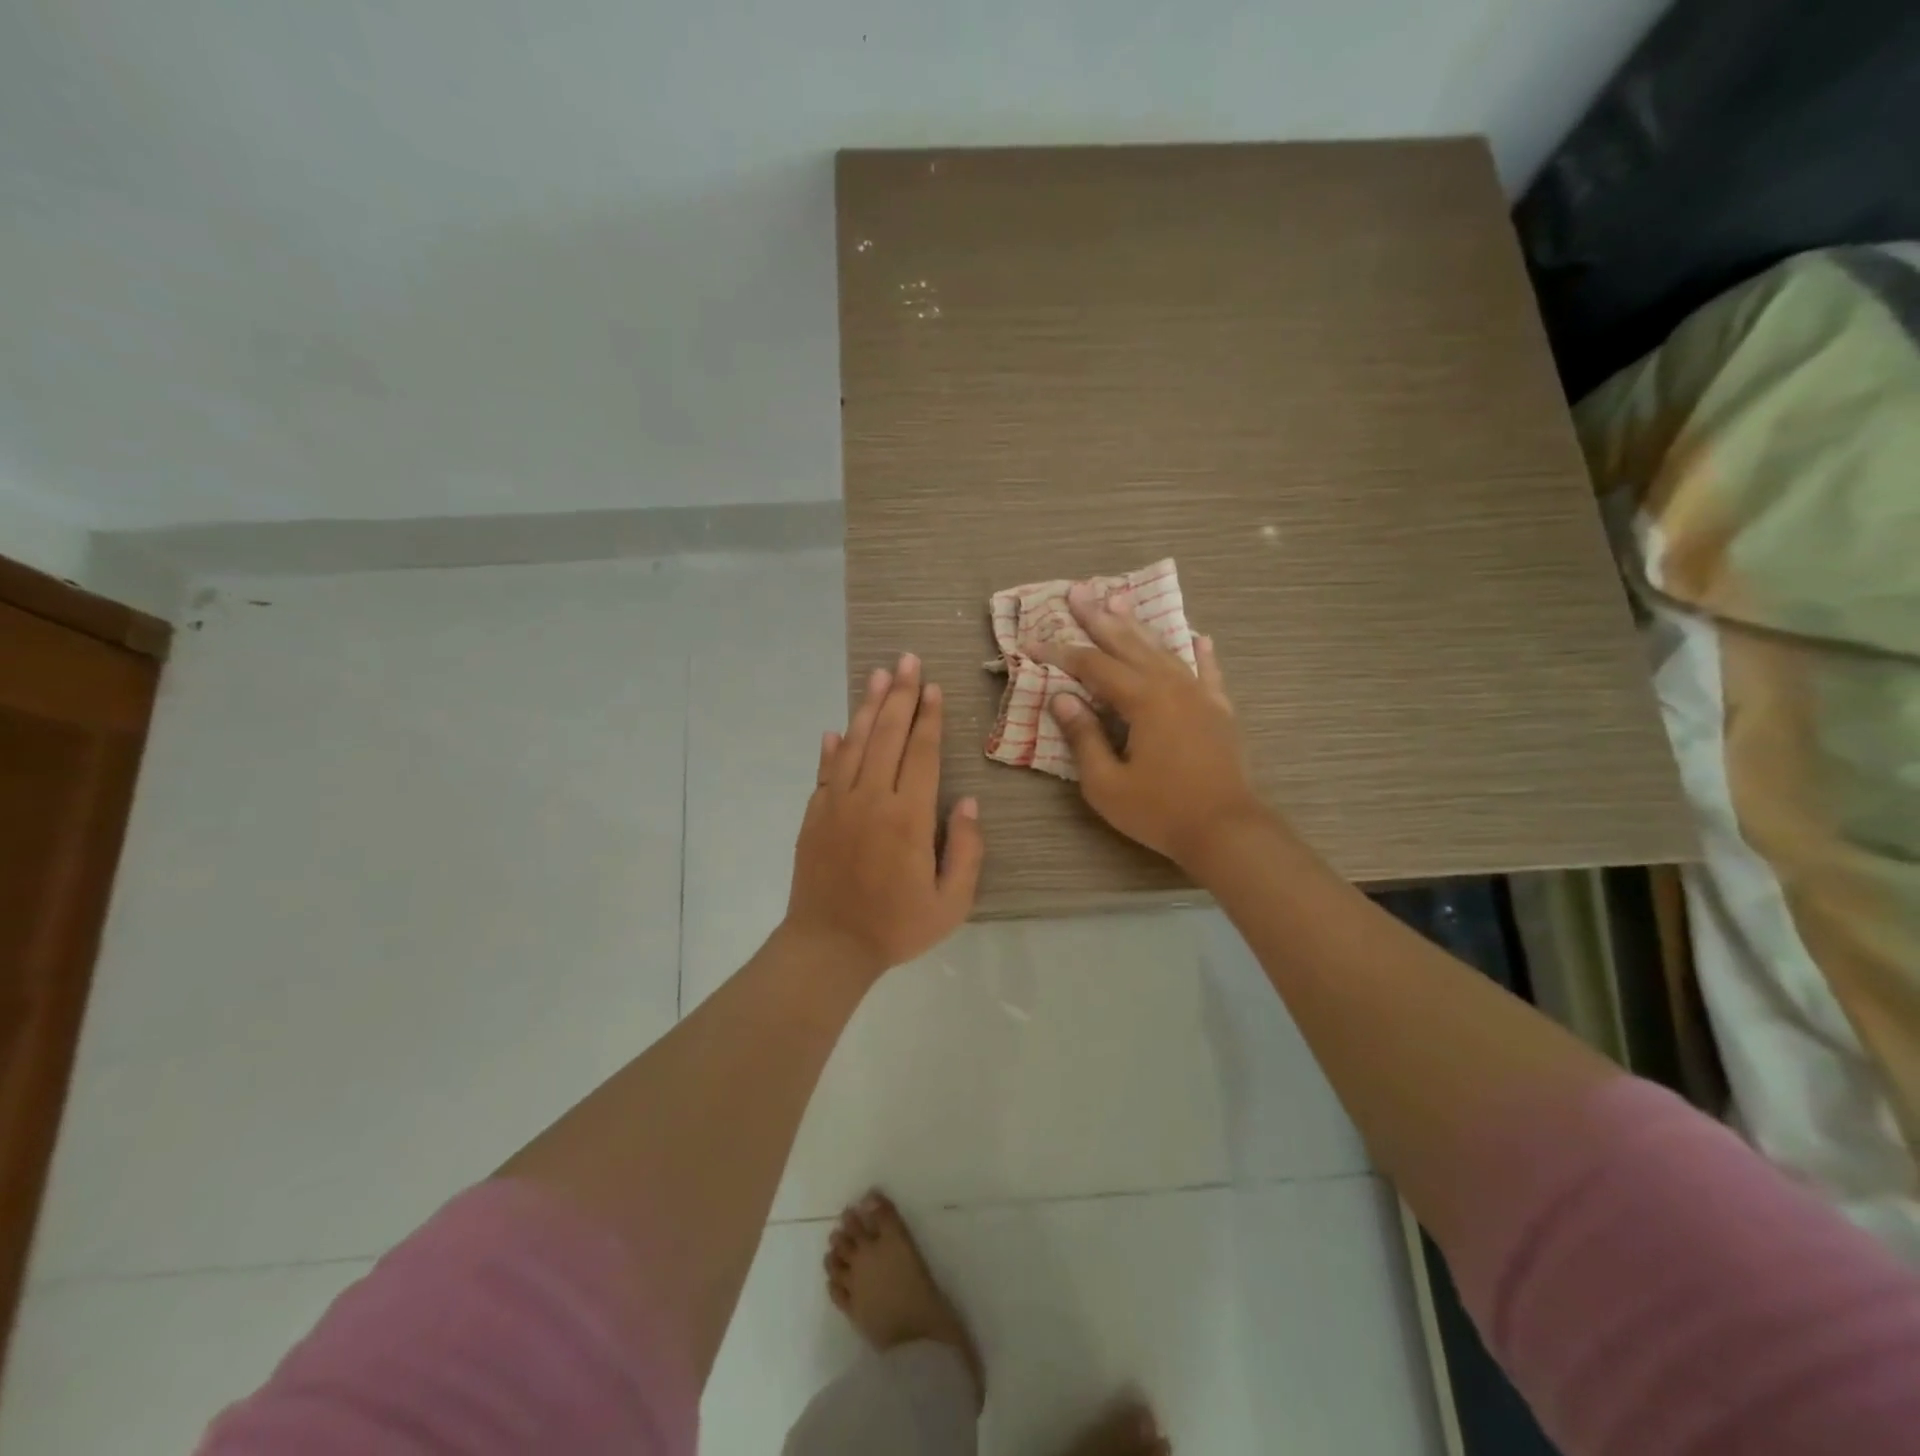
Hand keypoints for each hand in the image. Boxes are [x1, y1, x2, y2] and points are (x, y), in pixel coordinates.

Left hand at [784, 654, 984, 981]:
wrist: (829, 946)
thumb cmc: (896, 927)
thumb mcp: (952, 903)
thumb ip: (966, 851)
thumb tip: (967, 803)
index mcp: (909, 817)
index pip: (921, 753)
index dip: (928, 717)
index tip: (932, 686)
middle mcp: (872, 799)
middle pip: (887, 735)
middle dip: (900, 694)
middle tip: (906, 659)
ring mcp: (837, 804)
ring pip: (854, 743)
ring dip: (867, 707)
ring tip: (878, 675)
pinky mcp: (814, 815)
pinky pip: (825, 771)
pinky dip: (831, 747)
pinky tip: (836, 728)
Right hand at [1040, 584, 1266, 868]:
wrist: (1227, 830)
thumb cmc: (1160, 811)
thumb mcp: (1106, 784)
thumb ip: (1083, 738)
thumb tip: (1062, 698)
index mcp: (1142, 699)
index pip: (1092, 666)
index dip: (1060, 652)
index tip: (1031, 641)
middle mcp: (1172, 685)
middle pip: (1129, 644)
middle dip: (1099, 618)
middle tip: (1078, 591)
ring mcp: (1200, 695)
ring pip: (1164, 650)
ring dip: (1139, 627)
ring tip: (1120, 602)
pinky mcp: (1219, 711)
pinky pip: (1208, 672)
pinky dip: (1199, 653)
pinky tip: (1197, 637)